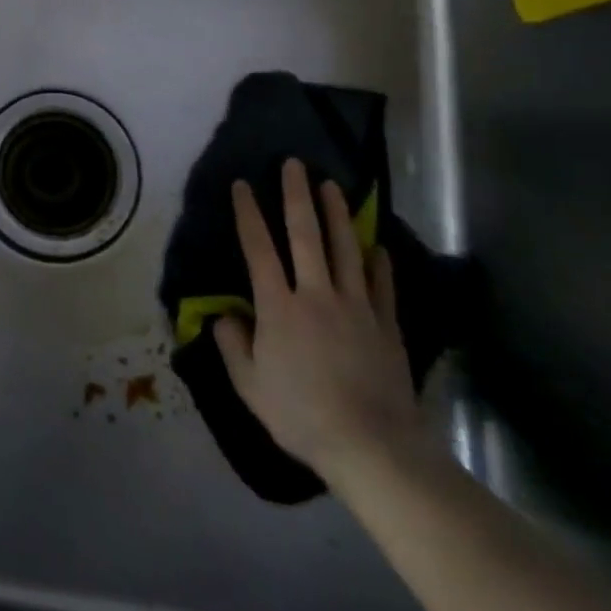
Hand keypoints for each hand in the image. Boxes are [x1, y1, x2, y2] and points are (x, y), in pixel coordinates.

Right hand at [213, 159, 423, 487]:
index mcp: (278, 307)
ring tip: (332, 186)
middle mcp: (316, 294)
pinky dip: (377, 261)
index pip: (258, 248)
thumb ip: (232, 345)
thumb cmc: (301, 415)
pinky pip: (381, 284)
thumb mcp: (249, 385)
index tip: (242, 184)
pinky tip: (376, 245)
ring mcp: (355, 307)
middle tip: (295, 164)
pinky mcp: (385, 325)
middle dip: (297, 195)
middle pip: (305, 235)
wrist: (372, 446)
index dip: (248, 213)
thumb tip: (225, 315)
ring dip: (337, 214)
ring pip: (345, 249)